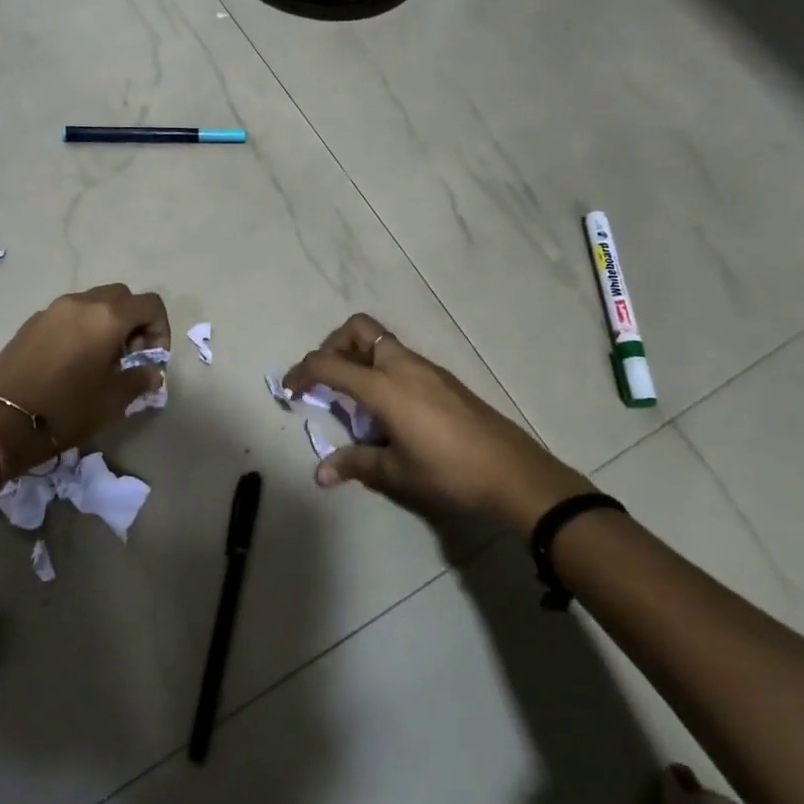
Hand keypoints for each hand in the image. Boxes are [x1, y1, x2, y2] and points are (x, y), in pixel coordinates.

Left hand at [0, 284, 169, 477]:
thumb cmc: (66, 409)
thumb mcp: (112, 400)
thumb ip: (139, 379)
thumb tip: (151, 371)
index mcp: (108, 317)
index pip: (150, 304)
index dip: (160, 328)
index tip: (152, 358)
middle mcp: (82, 302)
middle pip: (121, 296)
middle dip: (134, 320)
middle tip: (130, 355)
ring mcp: (53, 309)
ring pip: (93, 302)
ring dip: (107, 322)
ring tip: (101, 359)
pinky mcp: (31, 322)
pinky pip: (68, 314)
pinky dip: (81, 327)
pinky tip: (73, 361)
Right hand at [282, 313, 589, 532]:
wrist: (514, 473)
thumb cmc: (450, 472)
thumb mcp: (397, 473)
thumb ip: (356, 464)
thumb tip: (320, 474)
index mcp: (384, 386)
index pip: (329, 364)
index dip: (302, 372)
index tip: (289, 389)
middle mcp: (403, 365)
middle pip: (358, 329)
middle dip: (333, 346)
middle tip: (326, 381)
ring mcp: (427, 368)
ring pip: (381, 342)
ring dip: (358, 358)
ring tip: (356, 402)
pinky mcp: (443, 378)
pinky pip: (400, 359)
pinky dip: (381, 370)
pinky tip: (388, 410)